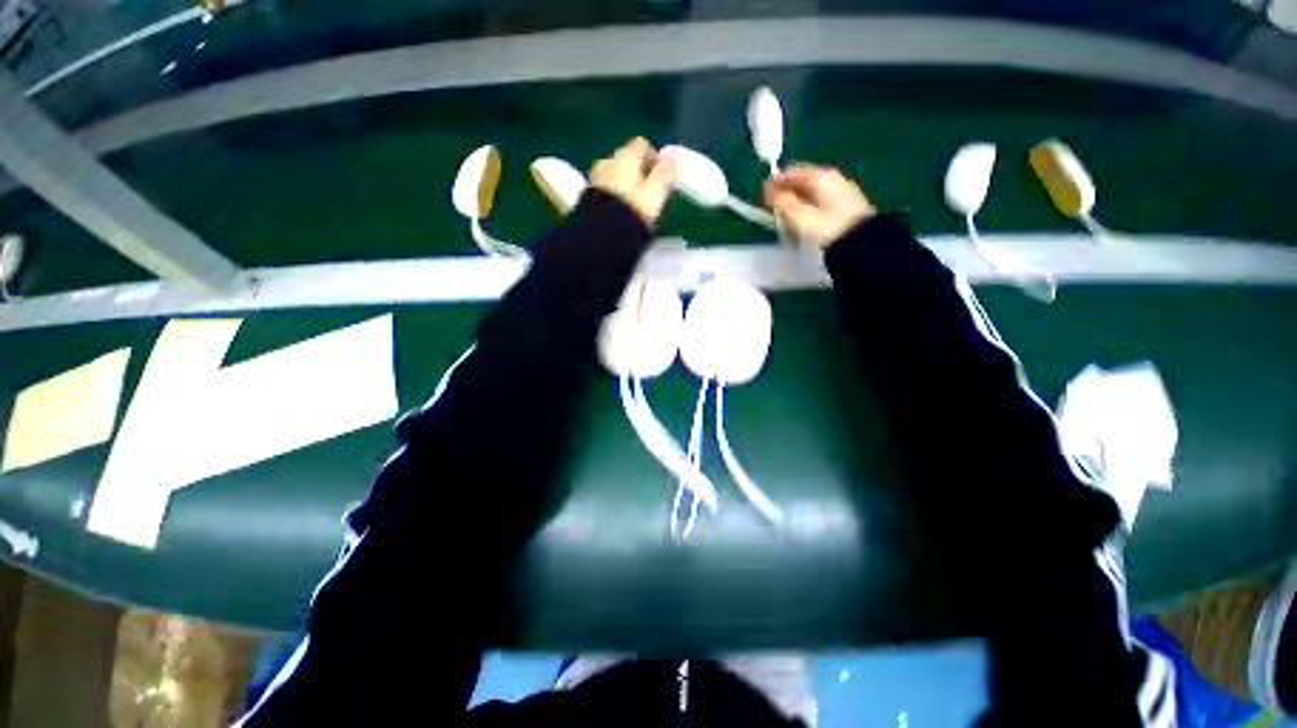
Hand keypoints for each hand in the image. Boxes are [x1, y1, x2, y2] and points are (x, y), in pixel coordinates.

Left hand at [590, 138, 677, 227]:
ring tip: (636, 206)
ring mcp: (595, 178)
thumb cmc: (634, 210)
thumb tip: (673, 159)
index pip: (642, 145)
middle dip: (639, 172)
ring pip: (615, 174)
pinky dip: (615, 195)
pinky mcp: (587, 196)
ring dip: (626, 184)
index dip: (654, 158)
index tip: (662, 177)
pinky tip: (621, 212)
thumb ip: (665, 173)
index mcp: (625, 157)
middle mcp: (607, 161)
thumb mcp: (656, 193)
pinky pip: (606, 189)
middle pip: (627, 160)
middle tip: (651, 194)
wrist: (601, 234)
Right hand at [764, 165, 875, 249]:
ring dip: (797, 199)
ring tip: (786, 214)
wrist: (863, 243)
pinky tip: (804, 217)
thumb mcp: (801, 217)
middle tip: (772, 206)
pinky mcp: (847, 204)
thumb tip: (769, 191)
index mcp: (821, 177)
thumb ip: (783, 203)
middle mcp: (832, 178)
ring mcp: (841, 190)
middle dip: (786, 190)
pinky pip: (821, 198)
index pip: (793, 172)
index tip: (763, 195)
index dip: (776, 182)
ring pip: (812, 190)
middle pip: (803, 179)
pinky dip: (808, 204)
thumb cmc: (829, 228)